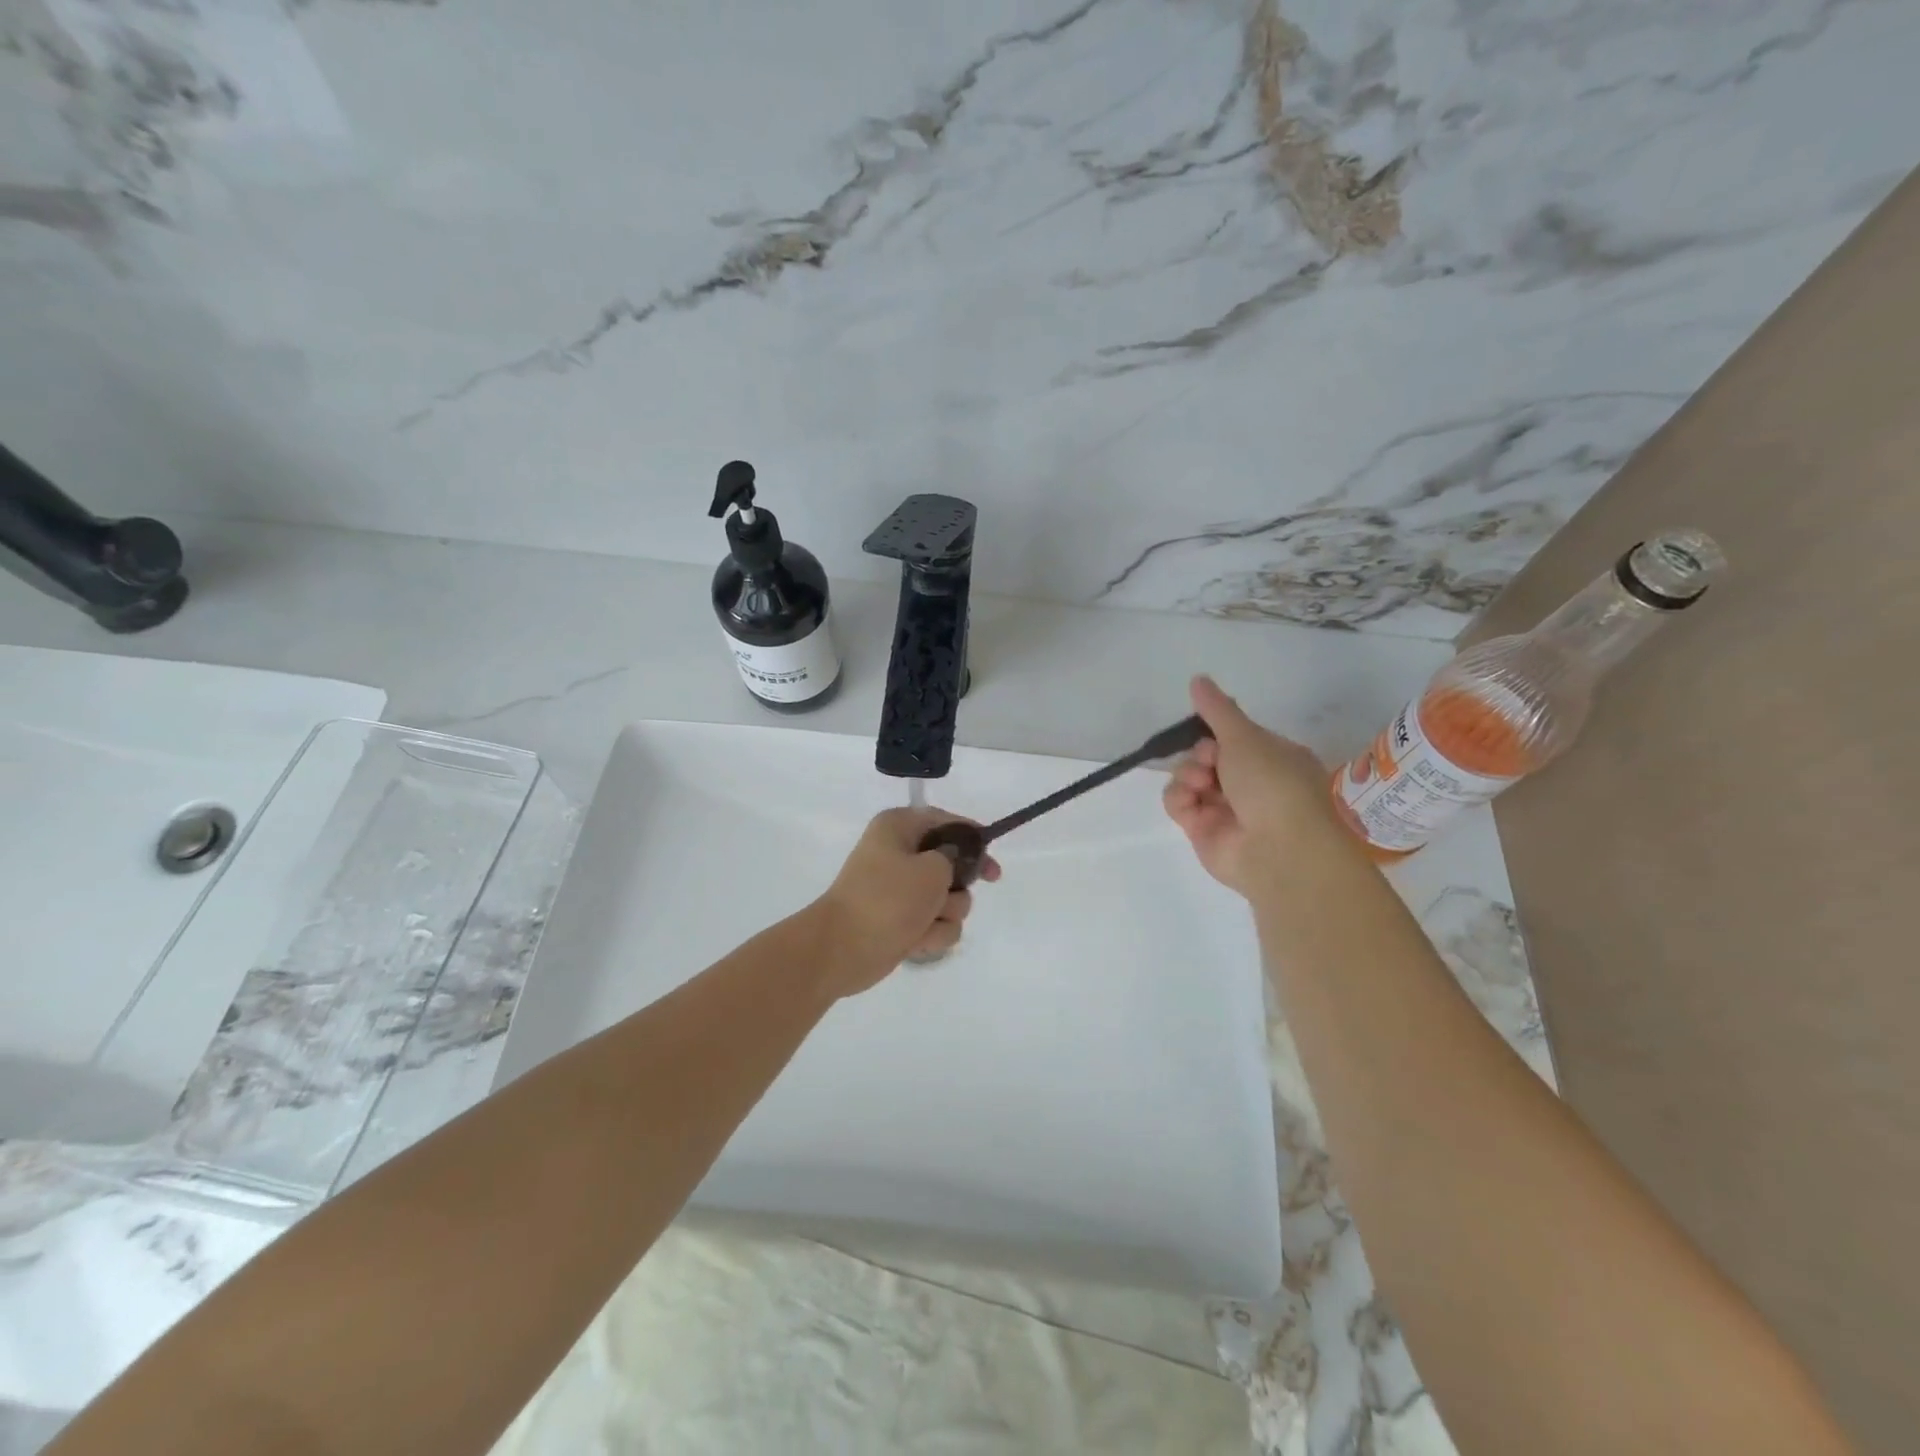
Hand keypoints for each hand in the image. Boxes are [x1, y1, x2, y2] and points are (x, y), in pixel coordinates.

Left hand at [813, 808, 1001, 994]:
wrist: (841, 949)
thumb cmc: (887, 899)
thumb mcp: (932, 869)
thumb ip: (956, 857)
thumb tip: (952, 864)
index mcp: (900, 827)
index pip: (948, 823)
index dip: (974, 842)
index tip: (991, 867)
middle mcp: (900, 853)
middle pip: (953, 866)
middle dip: (956, 888)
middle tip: (948, 897)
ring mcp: (900, 890)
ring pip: (950, 901)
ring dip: (945, 916)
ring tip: (924, 922)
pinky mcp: (902, 921)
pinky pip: (936, 925)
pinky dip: (931, 935)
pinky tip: (915, 941)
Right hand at [1163, 675, 1346, 894]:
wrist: (1279, 850)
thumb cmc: (1273, 784)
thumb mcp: (1246, 737)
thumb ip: (1217, 710)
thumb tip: (1198, 679)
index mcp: (1272, 758)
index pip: (1234, 737)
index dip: (1218, 733)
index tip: (1213, 732)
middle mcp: (1250, 784)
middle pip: (1206, 755)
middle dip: (1202, 754)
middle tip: (1210, 761)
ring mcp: (1225, 809)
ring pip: (1189, 777)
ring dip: (1188, 774)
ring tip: (1201, 784)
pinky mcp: (1202, 831)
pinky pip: (1178, 803)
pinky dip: (1179, 799)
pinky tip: (1191, 802)